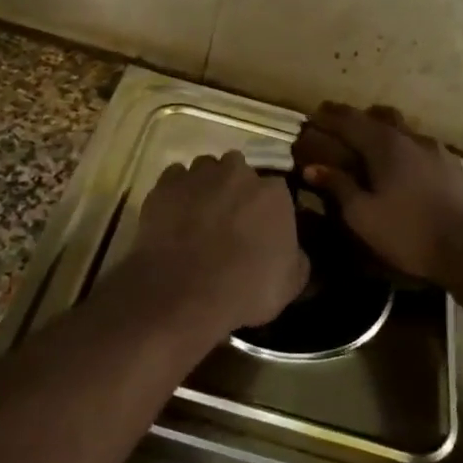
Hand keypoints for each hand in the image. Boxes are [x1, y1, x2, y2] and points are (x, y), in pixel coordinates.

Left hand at [126, 151, 308, 336]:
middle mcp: (237, 173)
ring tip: (199, 216)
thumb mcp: (291, 282)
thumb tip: (293, 250)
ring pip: (205, 170)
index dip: (267, 208)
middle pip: (239, 171)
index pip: (276, 189)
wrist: (184, 293)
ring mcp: (198, 175)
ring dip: (206, 186)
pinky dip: (177, 192)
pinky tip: (175, 216)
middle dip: (236, 189)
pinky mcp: (165, 185)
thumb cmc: (246, 289)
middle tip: (230, 220)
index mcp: (273, 193)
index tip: (262, 227)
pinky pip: (175, 179)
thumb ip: (296, 256)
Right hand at [292, 104, 462, 285]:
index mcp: (385, 144)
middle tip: (341, 129)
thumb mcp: (363, 215)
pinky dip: (404, 150)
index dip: (329, 116)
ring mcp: (436, 150)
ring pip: (404, 130)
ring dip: (384, 133)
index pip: (350, 120)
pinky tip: (403, 170)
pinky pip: (420, 147)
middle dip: (358, 119)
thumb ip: (338, 186)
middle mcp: (411, 138)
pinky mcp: (453, 166)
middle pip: (380, 116)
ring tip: (371, 150)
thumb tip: (313, 167)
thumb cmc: (408, 232)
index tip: (313, 115)